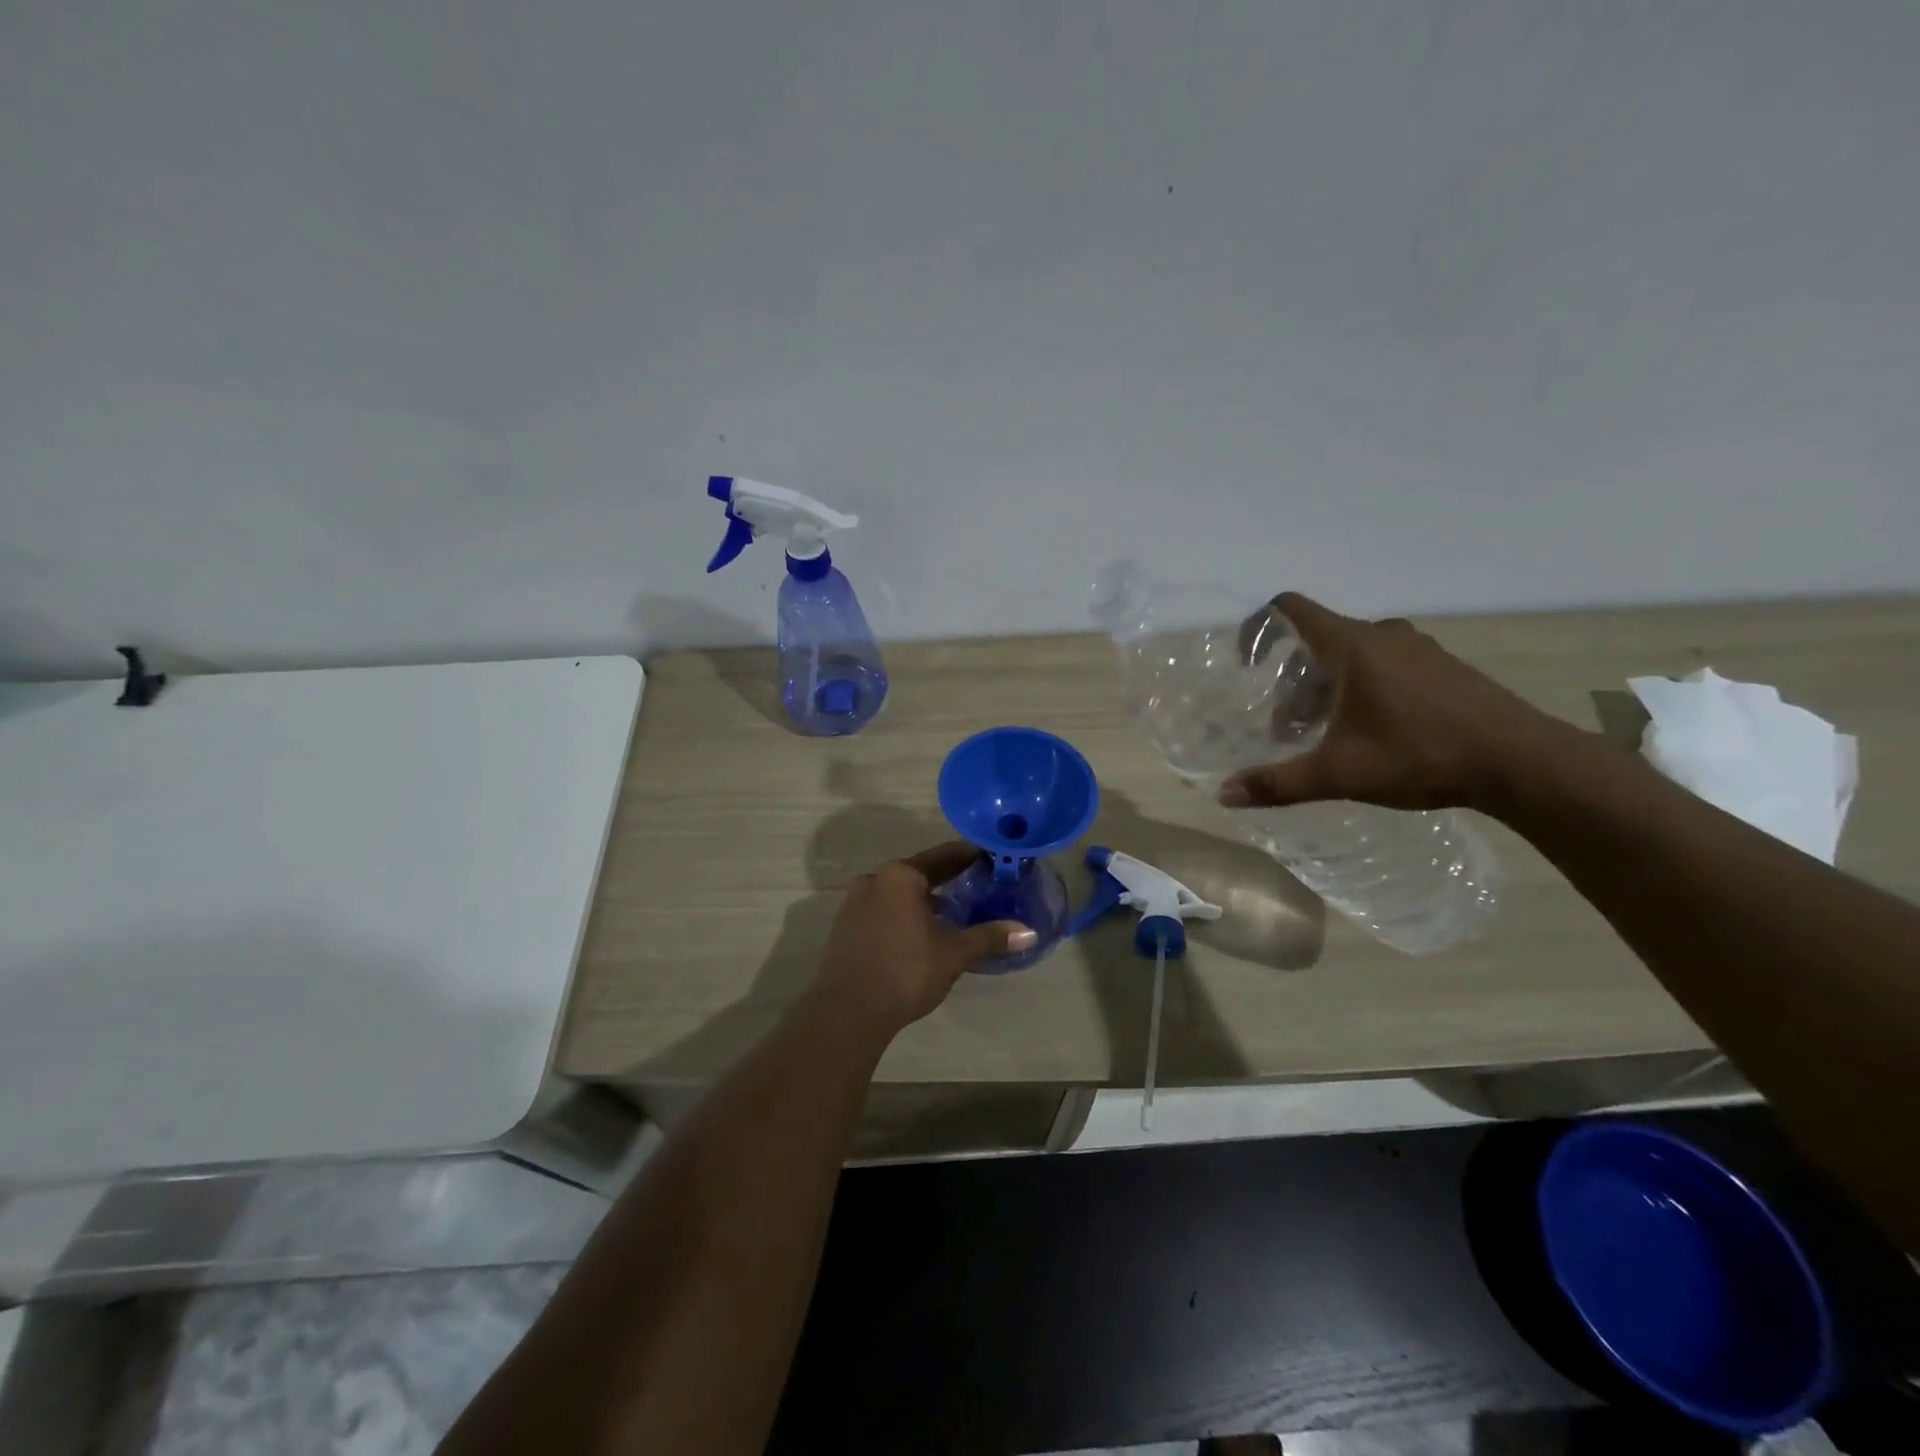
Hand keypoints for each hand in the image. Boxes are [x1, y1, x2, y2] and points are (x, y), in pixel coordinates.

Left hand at [812, 842, 1036, 1038]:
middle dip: (946, 880)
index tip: (989, 859)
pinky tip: (919, 935)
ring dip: (923, 900)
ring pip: (898, 894)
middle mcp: (875, 880)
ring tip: (951, 914)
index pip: (943, 857)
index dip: (968, 857)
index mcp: (901, 876)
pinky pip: (882, 911)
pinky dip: (903, 916)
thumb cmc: (905, 971)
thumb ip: (989, 937)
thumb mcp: (953, 953)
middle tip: (976, 885)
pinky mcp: (845, 928)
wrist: (847, 1011)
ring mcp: (854, 904)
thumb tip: (1029, 933)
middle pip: (918, 874)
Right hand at [1218, 593, 1577, 814]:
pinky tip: (1368, 732)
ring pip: (1352, 655)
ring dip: (1325, 687)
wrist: (1521, 762)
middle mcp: (1383, 635)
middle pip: (1318, 639)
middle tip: (1285, 723)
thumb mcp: (1339, 773)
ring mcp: (1418, 649)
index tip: (1246, 663)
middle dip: (1291, 678)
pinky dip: (1360, 689)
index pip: (1291, 608)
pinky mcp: (1442, 668)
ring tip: (1322, 733)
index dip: (1259, 626)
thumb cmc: (1420, 754)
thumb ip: (1279, 782)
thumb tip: (1224, 794)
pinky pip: (1384, 665)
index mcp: (1352, 645)